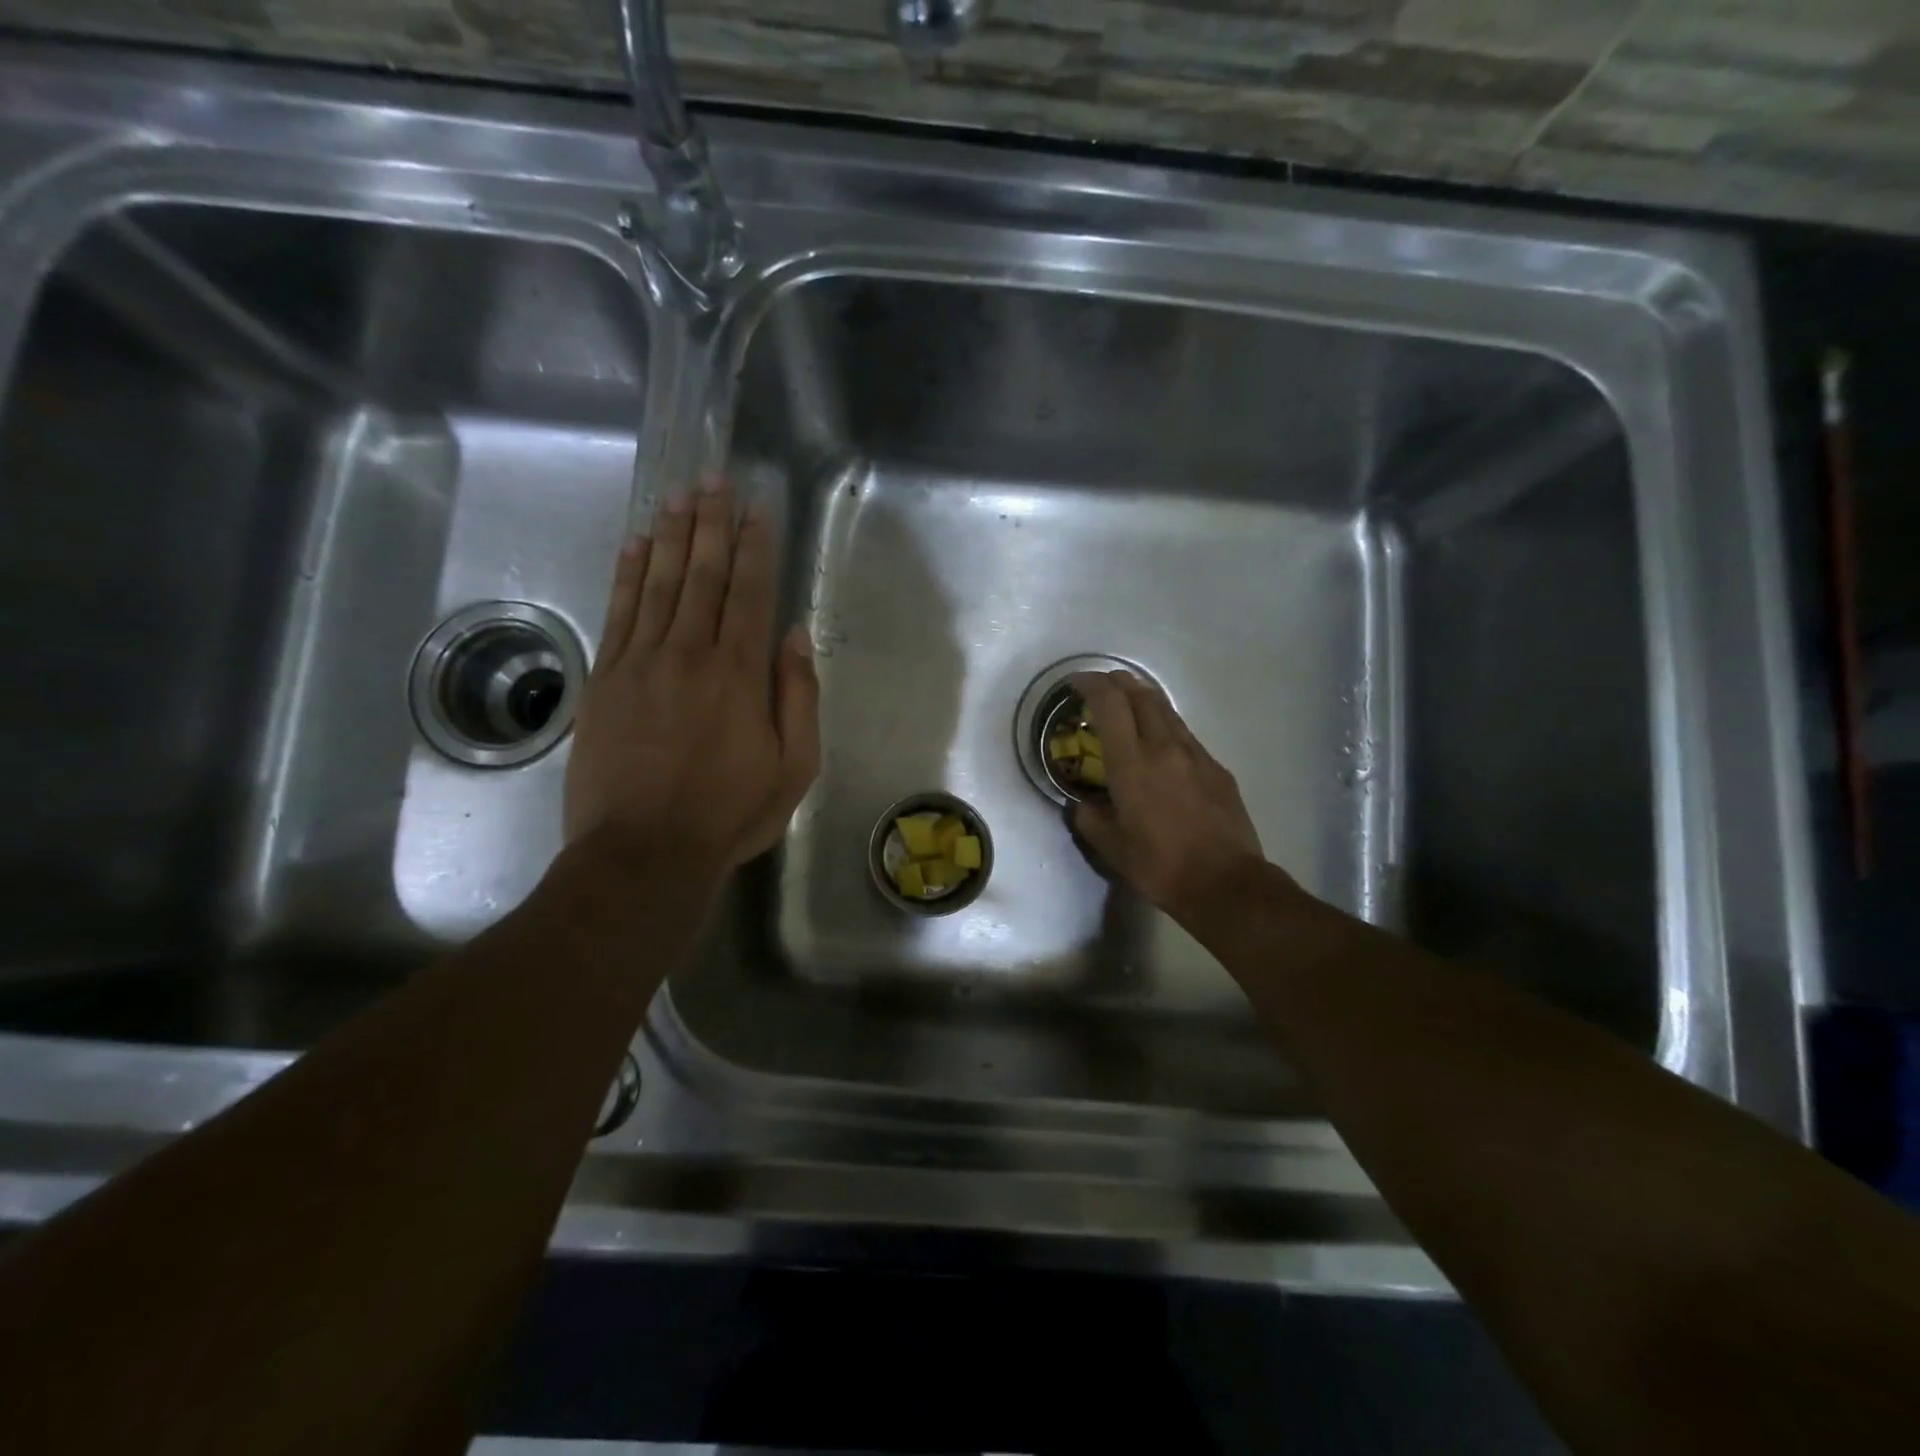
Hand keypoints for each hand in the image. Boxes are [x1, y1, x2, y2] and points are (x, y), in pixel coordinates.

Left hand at [564, 476, 819, 872]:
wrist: (643, 851)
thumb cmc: (729, 814)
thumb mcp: (794, 767)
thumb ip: (798, 697)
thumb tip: (796, 636)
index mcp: (740, 674)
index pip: (749, 593)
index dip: (754, 546)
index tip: (756, 507)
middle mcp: (690, 654)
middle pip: (702, 575)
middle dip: (711, 523)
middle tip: (712, 477)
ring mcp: (641, 663)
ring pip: (659, 584)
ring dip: (671, 536)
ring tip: (678, 495)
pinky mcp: (604, 680)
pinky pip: (618, 613)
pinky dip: (627, 574)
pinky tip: (635, 545)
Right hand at [1068, 671, 1267, 921]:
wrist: (1226, 884)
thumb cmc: (1160, 866)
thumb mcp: (1111, 848)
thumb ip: (1090, 818)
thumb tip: (1084, 804)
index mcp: (1132, 763)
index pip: (1110, 703)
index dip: (1091, 684)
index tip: (1076, 682)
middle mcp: (1164, 748)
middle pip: (1141, 695)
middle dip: (1117, 682)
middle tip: (1100, 688)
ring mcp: (1196, 755)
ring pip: (1166, 710)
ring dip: (1143, 700)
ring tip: (1128, 706)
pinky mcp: (1217, 769)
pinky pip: (1185, 735)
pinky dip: (1165, 726)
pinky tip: (1160, 745)